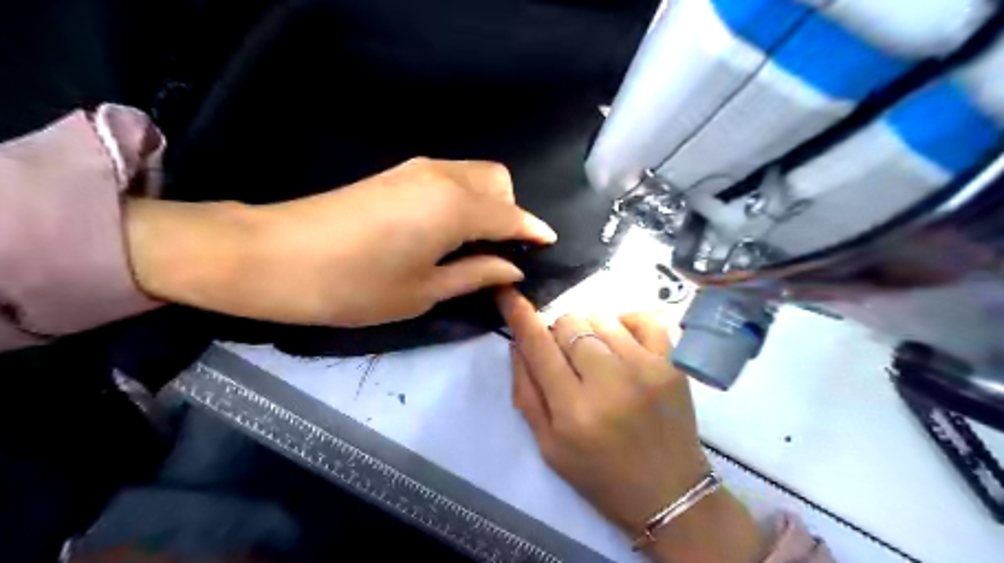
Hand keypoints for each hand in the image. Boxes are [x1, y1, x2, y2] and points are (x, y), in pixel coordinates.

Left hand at [125, 156, 557, 324]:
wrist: (273, 256)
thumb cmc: (354, 286)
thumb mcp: (424, 291)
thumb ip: (476, 274)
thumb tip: (513, 268)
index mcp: (456, 208)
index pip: (512, 215)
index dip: (534, 231)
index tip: (549, 245)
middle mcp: (443, 178)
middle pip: (498, 181)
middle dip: (510, 212)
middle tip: (500, 252)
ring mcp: (417, 170)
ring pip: (474, 175)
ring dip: (487, 204)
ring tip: (475, 245)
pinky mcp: (396, 174)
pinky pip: (450, 179)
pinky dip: (464, 199)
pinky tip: (448, 231)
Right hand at [497, 289, 766, 561]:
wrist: (669, 493)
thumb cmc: (600, 475)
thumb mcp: (548, 446)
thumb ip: (526, 393)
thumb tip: (518, 344)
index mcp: (573, 410)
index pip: (538, 346)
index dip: (519, 315)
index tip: (508, 294)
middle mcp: (609, 382)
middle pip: (569, 324)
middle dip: (558, 334)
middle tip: (567, 358)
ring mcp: (646, 368)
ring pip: (600, 316)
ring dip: (589, 329)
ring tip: (597, 354)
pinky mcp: (673, 364)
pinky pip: (643, 318)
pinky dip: (625, 322)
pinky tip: (621, 341)